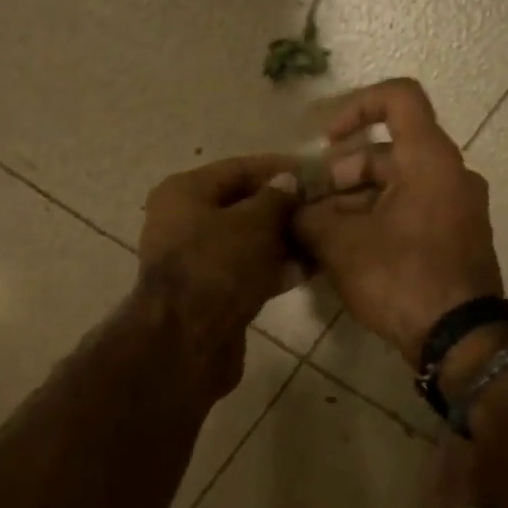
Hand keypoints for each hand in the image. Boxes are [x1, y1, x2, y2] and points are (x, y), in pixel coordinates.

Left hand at [138, 155, 301, 379]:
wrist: (188, 339)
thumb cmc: (217, 266)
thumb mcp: (253, 223)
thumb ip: (275, 199)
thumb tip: (288, 181)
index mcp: (183, 193)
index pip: (238, 169)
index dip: (278, 168)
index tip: (316, 172)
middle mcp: (183, 222)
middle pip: (241, 206)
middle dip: (282, 208)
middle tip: (323, 207)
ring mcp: (194, 260)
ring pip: (245, 241)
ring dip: (282, 240)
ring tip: (323, 236)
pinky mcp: (209, 293)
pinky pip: (245, 271)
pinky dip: (272, 268)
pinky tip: (308, 268)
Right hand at [293, 79, 503, 365]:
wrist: (459, 339)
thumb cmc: (401, 277)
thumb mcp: (340, 245)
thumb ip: (307, 218)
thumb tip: (291, 212)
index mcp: (429, 159)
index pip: (398, 98)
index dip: (355, 107)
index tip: (326, 142)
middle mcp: (450, 175)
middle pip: (387, 153)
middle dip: (340, 176)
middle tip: (309, 209)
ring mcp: (457, 209)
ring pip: (395, 187)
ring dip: (353, 204)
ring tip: (318, 237)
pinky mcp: (455, 239)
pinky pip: (410, 213)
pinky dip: (376, 221)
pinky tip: (344, 253)